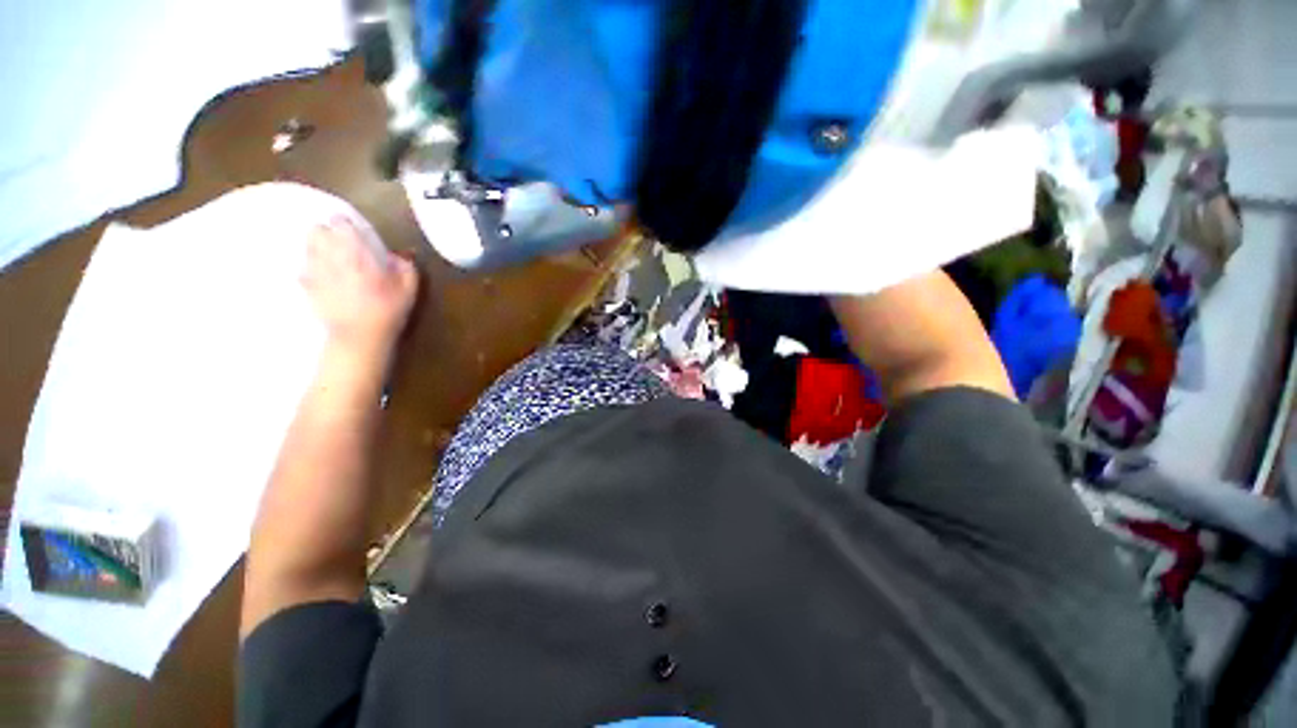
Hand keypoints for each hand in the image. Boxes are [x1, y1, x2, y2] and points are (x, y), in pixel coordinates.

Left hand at [301, 216, 418, 358]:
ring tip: (330, 255)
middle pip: (318, 230)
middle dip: (328, 232)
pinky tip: (322, 275)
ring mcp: (315, 272)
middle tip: (340, 241)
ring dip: (318, 246)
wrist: (359, 337)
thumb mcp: (408, 291)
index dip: (347, 224)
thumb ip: (405, 268)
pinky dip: (312, 267)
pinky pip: (304, 268)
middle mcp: (331, 258)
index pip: (342, 225)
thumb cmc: (387, 312)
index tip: (355, 230)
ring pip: (308, 246)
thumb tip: (397, 255)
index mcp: (357, 256)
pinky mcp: (306, 286)